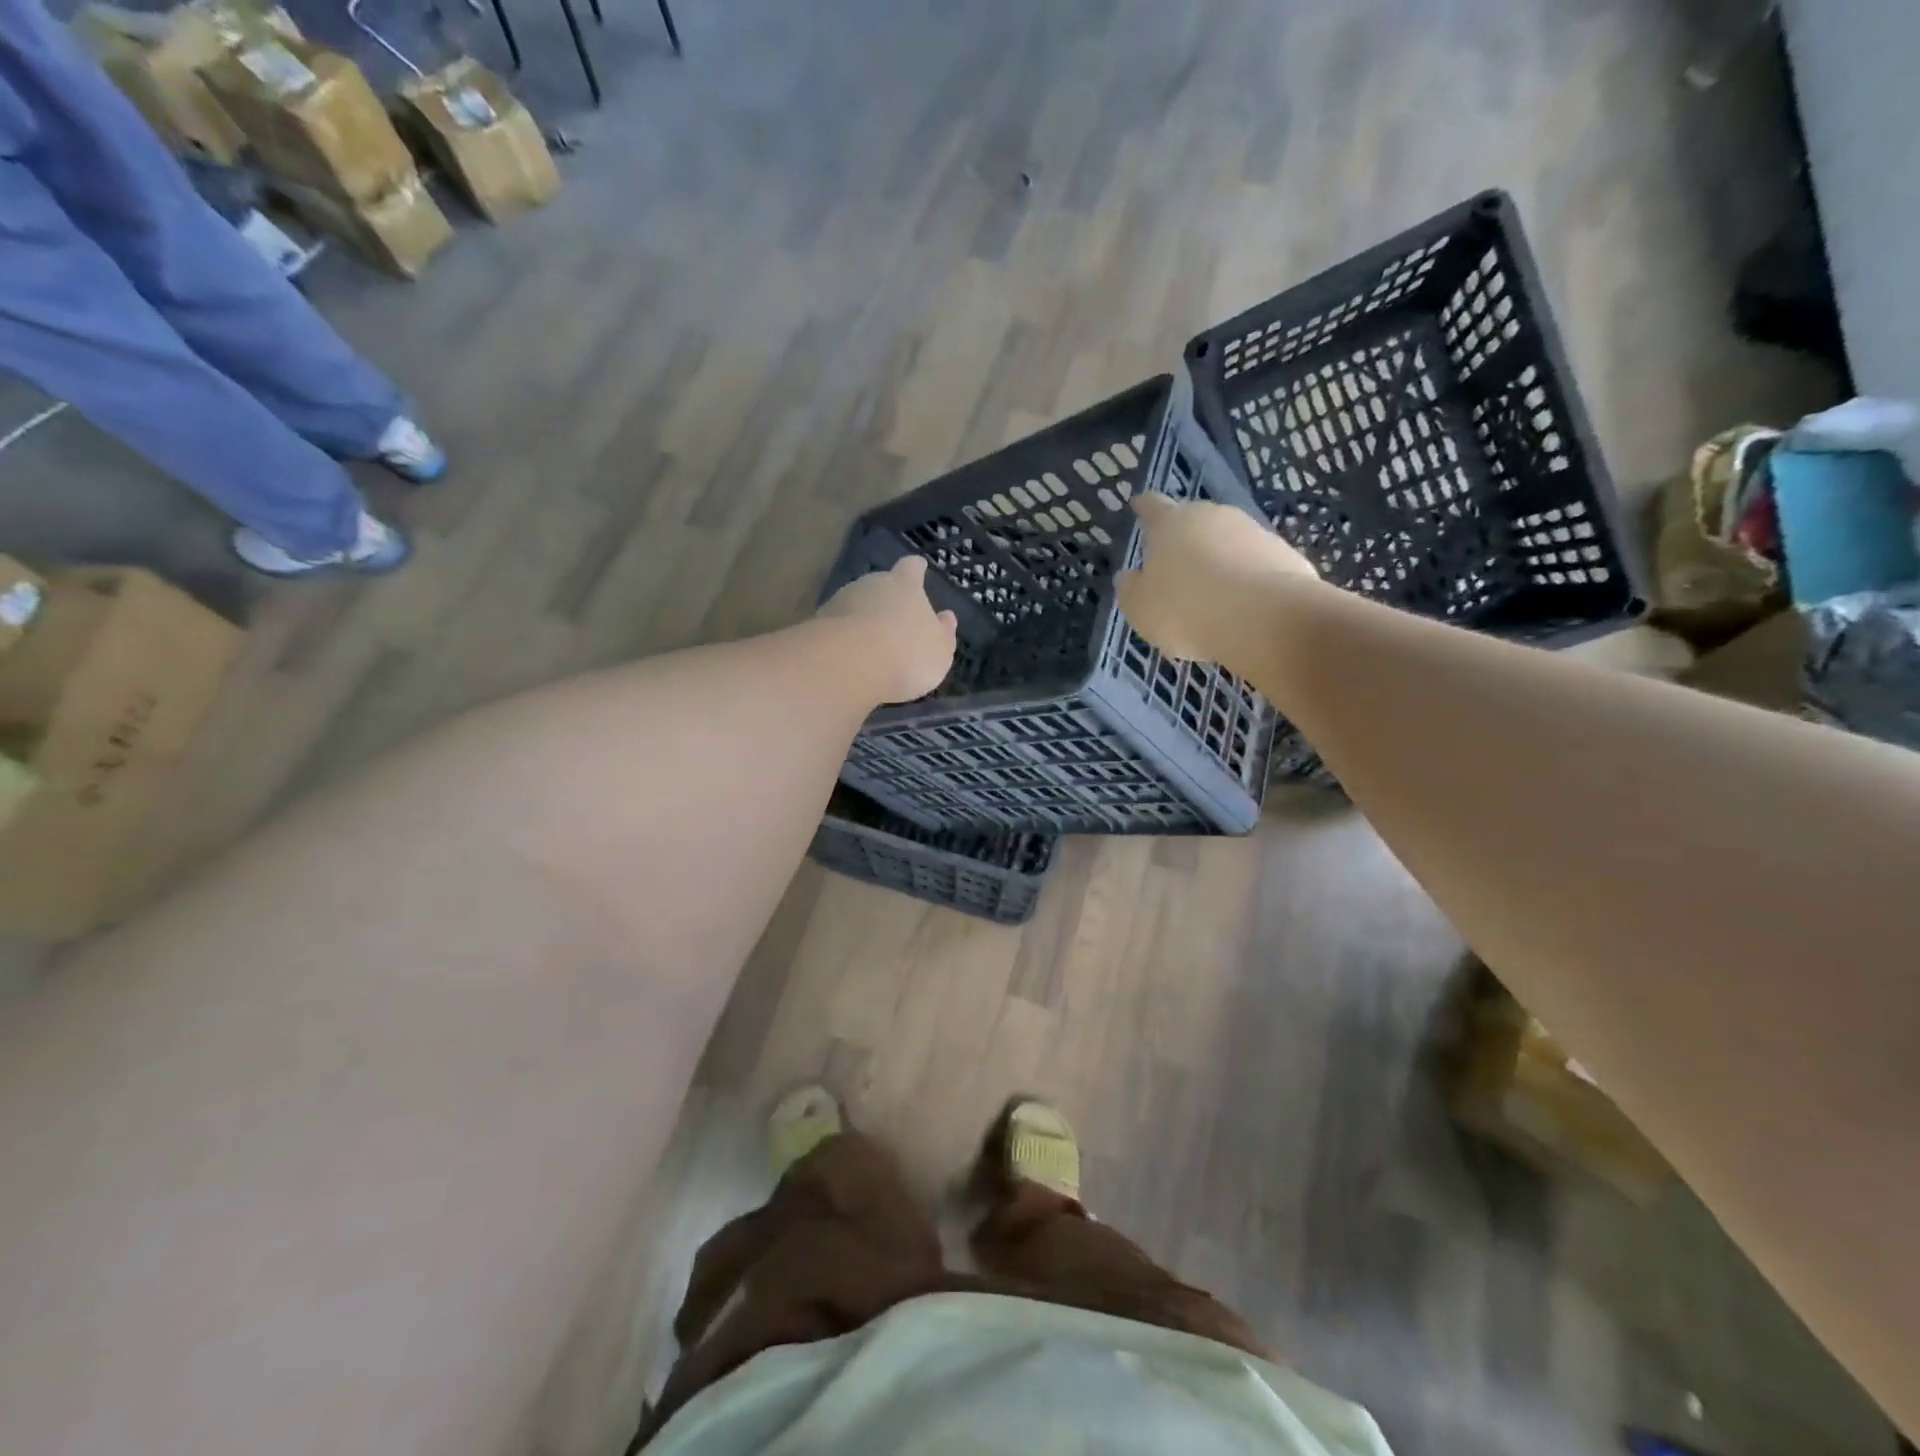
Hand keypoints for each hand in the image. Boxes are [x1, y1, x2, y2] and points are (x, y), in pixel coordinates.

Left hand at [817, 556, 958, 703]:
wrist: (848, 665)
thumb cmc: (907, 654)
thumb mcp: (939, 650)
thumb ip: (944, 632)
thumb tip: (946, 617)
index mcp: (905, 585)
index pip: (911, 567)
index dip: (916, 569)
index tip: (919, 567)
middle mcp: (871, 584)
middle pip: (880, 584)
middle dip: (887, 599)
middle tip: (894, 620)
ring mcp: (841, 600)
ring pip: (856, 604)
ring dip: (863, 618)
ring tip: (870, 644)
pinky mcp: (818, 622)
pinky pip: (838, 626)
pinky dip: (845, 636)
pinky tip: (850, 656)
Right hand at [1115, 495, 1317, 662]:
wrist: (1265, 619)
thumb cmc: (1186, 610)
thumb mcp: (1140, 608)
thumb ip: (1131, 589)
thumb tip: (1129, 577)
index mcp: (1171, 523)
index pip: (1152, 506)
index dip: (1144, 507)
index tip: (1139, 504)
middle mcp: (1213, 516)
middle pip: (1194, 522)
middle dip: (1185, 540)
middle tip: (1176, 566)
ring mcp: (1254, 532)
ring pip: (1228, 542)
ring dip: (1218, 561)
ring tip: (1211, 596)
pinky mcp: (1285, 554)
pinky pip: (1255, 565)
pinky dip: (1246, 579)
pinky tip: (1242, 607)